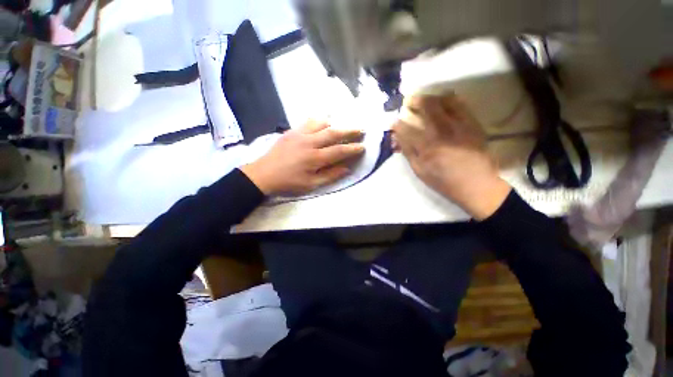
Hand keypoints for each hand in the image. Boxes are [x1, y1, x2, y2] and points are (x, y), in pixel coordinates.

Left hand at [241, 120, 364, 195]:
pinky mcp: (292, 131)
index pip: (339, 151)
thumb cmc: (289, 182)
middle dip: (349, 131)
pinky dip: (319, 121)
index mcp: (315, 158)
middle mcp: (309, 142)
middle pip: (333, 133)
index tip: (363, 146)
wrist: (263, 174)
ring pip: (321, 123)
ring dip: (334, 124)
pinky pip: (308, 121)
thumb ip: (330, 175)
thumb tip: (347, 169)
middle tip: (361, 129)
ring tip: (341, 127)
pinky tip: (323, 123)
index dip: (353, 148)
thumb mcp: (311, 184)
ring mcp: (300, 134)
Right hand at [392, 94, 510, 219]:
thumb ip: (408, 153)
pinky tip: (444, 101)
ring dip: (432, 98)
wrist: (477, 185)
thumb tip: (397, 138)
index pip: (407, 130)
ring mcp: (460, 126)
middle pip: (427, 108)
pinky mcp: (473, 124)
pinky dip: (450, 99)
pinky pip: (462, 105)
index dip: (398, 124)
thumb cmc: (444, 182)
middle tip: (409, 101)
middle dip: (415, 101)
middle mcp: (443, 132)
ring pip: (445, 101)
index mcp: (427, 148)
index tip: (393, 122)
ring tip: (425, 100)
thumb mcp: (420, 171)